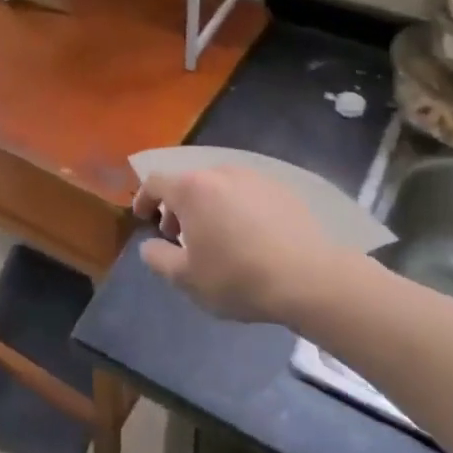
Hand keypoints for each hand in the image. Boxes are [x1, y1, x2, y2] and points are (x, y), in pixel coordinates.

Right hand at [132, 166, 372, 324]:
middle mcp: (221, 173)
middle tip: (178, 235)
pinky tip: (248, 236)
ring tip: (214, 237)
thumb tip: (150, 245)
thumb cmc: (238, 277)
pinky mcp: (283, 190)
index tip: (142, 217)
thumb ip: (158, 258)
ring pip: (219, 186)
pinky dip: (236, 208)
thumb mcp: (186, 278)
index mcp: (192, 189)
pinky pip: (247, 193)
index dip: (143, 198)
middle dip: (177, 207)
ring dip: (208, 206)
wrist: (310, 279)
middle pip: (188, 183)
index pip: (156, 182)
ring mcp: (255, 178)